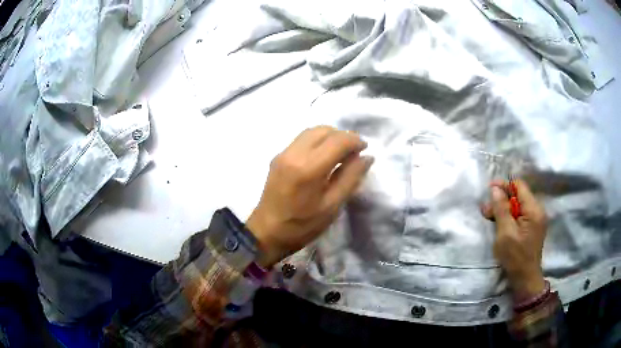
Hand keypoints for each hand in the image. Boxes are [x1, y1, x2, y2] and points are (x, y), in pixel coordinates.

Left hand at [246, 126, 373, 267]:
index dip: (355, 141)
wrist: (266, 232)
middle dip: (343, 136)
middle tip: (354, 152)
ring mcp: (283, 153)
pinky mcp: (278, 157)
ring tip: (341, 153)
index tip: (365, 150)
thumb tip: (367, 157)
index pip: (337, 140)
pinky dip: (317, 140)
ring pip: (312, 131)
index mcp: (309, 167)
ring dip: (330, 136)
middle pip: (324, 130)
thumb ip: (351, 178)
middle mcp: (294, 153)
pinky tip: (323, 156)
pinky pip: (302, 139)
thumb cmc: (302, 225)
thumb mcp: (332, 206)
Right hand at [481, 180, 547, 299]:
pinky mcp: (533, 227)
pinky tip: (500, 224)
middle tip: (486, 210)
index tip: (489, 190)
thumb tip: (495, 188)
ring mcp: (536, 219)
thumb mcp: (505, 233)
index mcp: (533, 209)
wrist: (525, 278)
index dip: (504, 185)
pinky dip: (509, 217)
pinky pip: (521, 215)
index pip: (519, 186)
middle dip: (502, 199)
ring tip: (490, 217)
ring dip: (504, 209)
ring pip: (519, 206)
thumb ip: (501, 209)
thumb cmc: (515, 257)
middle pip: (519, 196)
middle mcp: (537, 210)